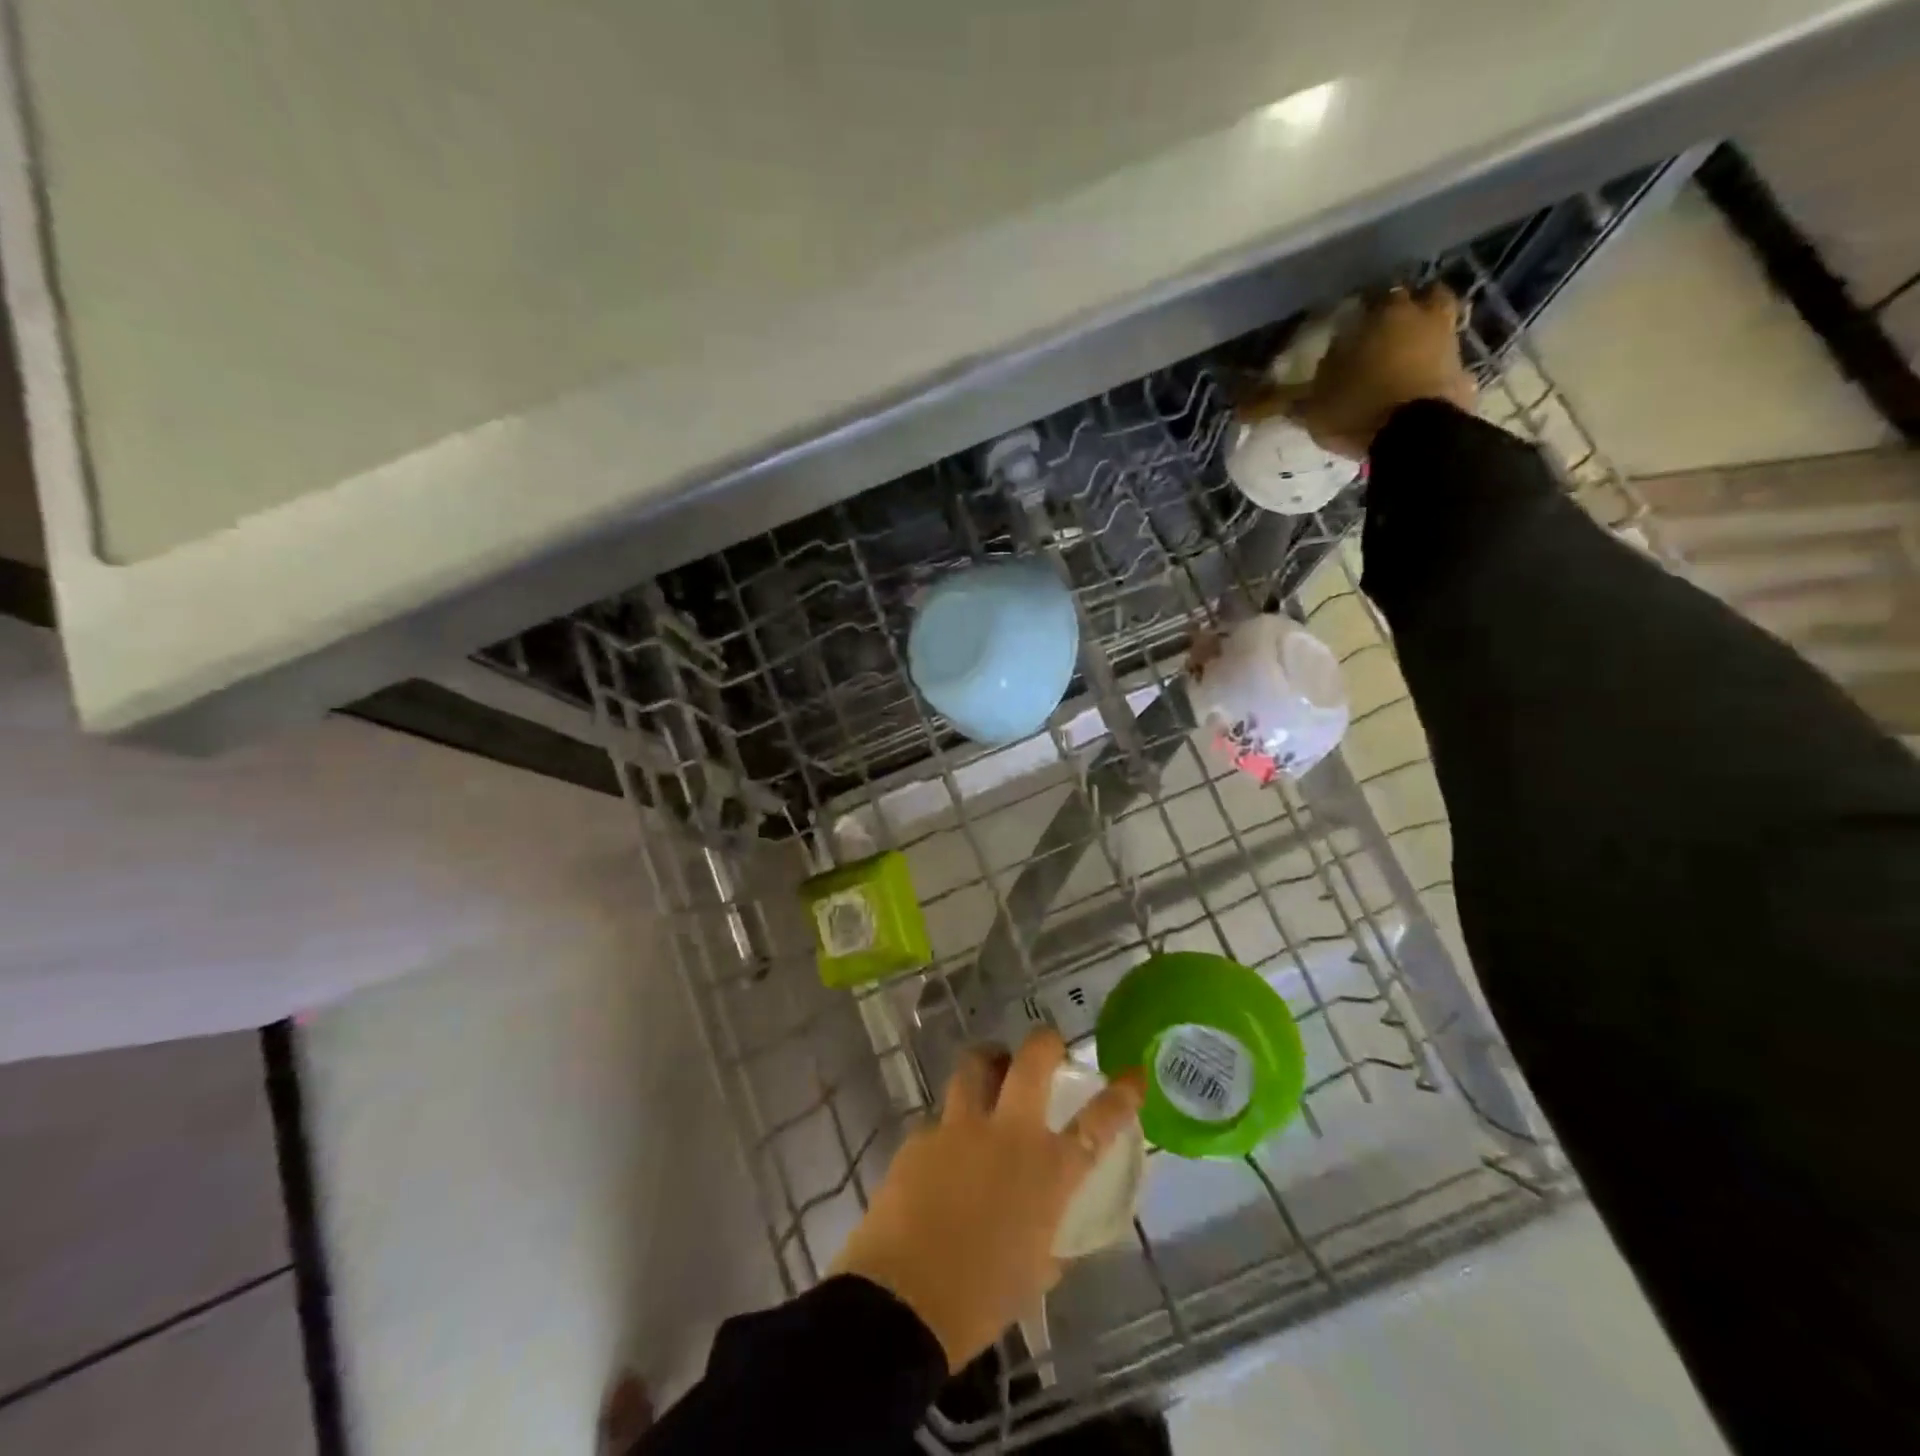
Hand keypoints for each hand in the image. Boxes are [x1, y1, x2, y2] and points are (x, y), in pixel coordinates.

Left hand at [831, 1029, 1145, 1370]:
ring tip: (989, 1070)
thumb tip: (1049, 1240)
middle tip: (1047, 1046)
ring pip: (975, 1066)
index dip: (1121, 1094)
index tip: (1133, 1074)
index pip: (1098, 1122)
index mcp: (1047, 1173)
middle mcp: (1007, 1135)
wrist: (902, 1301)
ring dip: (987, 1063)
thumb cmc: (979, 1301)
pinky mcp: (919, 1136)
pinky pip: (939, 1120)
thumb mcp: (1031, 1275)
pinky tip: (941, 1158)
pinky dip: (948, 1130)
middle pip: (1031, 1060)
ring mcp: (959, 1128)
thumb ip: (1047, 1244)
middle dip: (1044, 1042)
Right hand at [1285, 285, 1477, 457]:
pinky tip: (1416, 388)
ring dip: (1424, 336)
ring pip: (1440, 325)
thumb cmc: (1357, 408)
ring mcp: (1449, 343)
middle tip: (1382, 333)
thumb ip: (1275, 402)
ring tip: (1401, 360)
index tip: (1347, 325)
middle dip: (1403, 310)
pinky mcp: (1464, 375)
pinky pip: (1447, 364)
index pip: (1370, 294)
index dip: (1359, 308)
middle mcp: (1422, 316)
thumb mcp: (1308, 408)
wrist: (1418, 438)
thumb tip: (1237, 407)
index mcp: (1382, 313)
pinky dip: (1434, 370)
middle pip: (1419, 298)